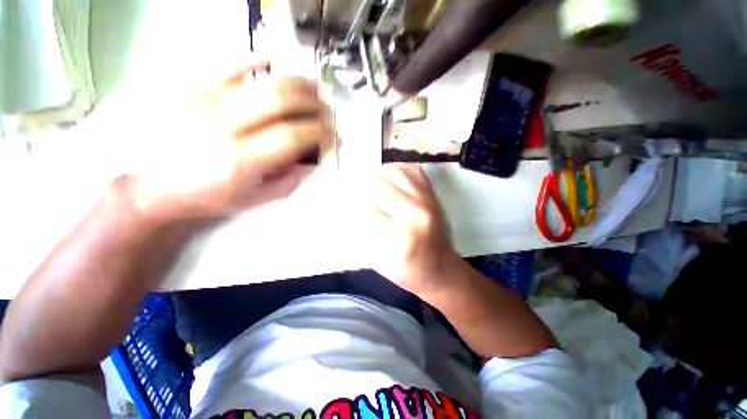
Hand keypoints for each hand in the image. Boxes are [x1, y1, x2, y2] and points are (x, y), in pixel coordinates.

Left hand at [130, 62, 333, 223]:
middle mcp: (225, 126)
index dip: (321, 133)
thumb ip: (290, 180)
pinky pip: (230, 65)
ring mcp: (208, 102)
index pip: (293, 136)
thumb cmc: (211, 198)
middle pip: (281, 101)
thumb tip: (317, 160)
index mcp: (241, 160)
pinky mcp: (196, 90)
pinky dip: (256, 57)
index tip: (336, 135)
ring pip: (263, 81)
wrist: (156, 185)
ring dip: (297, 82)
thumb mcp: (257, 199)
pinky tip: (276, 57)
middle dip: (314, 104)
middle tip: (328, 111)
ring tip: (316, 87)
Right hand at [361, 166, 462, 300]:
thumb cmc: (409, 272)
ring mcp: (428, 202)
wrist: (443, 270)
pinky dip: (400, 170)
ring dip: (380, 173)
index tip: (340, 195)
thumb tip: (350, 213)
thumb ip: (365, 237)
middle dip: (362, 183)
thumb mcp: (382, 263)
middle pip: (383, 187)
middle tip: (353, 185)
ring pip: (399, 174)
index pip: (369, 212)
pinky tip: (390, 176)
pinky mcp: (434, 198)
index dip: (351, 202)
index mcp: (401, 237)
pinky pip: (415, 173)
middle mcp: (416, 215)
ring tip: (370, 178)